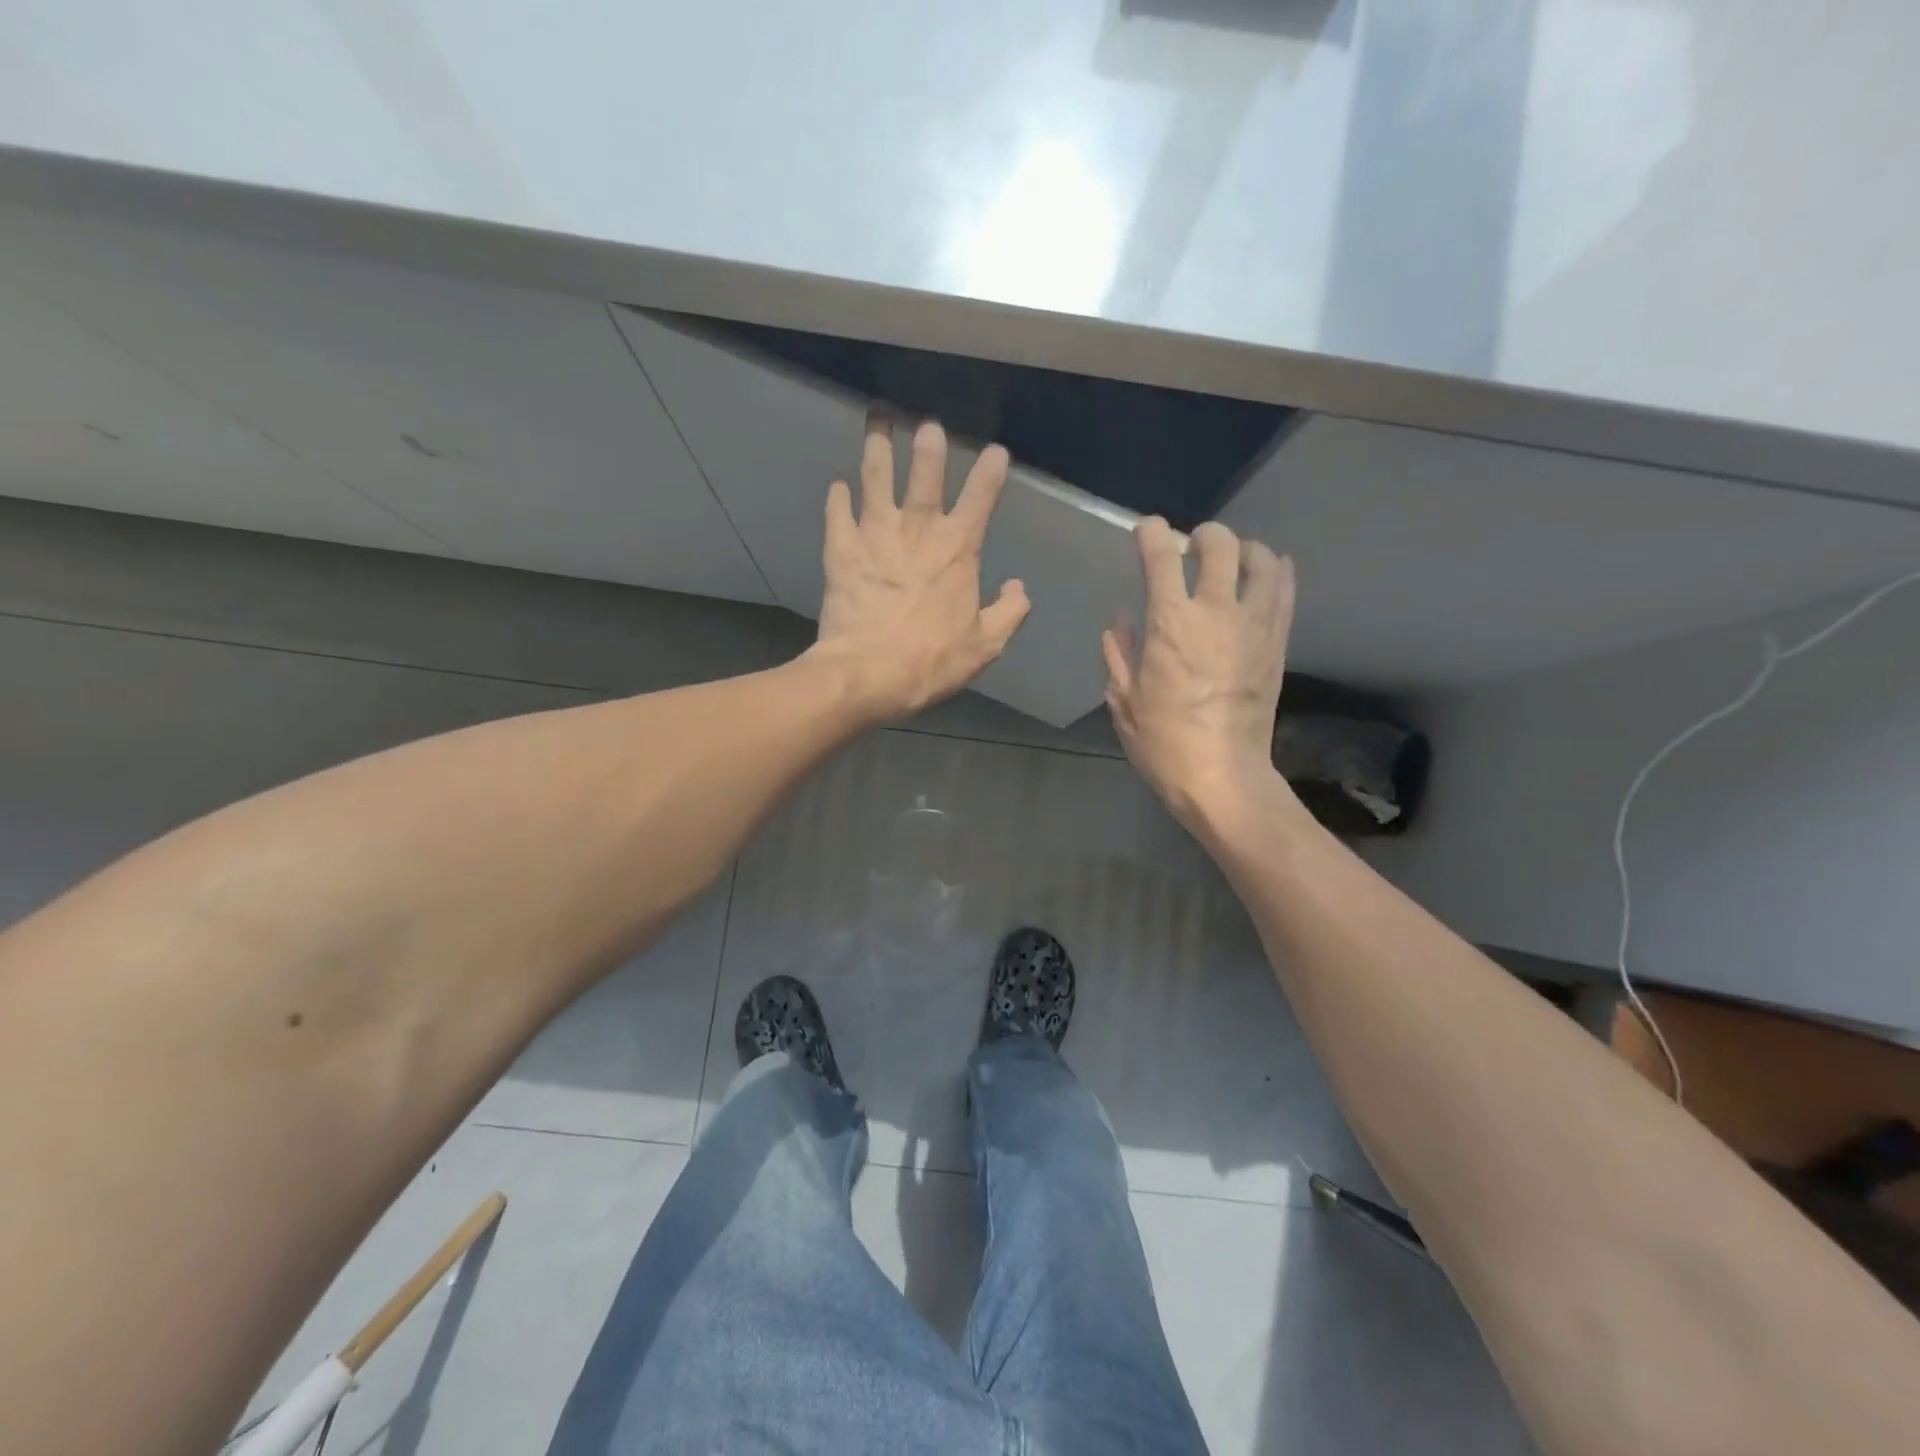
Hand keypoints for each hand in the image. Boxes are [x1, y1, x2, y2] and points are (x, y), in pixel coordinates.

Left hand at [811, 418, 1030, 720]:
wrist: (867, 673)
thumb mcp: (985, 646)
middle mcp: (917, 529)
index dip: (991, 471)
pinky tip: (839, 485)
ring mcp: (875, 534)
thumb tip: (1018, 587)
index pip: (981, 498)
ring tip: (877, 424)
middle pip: (924, 473)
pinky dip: (838, 496)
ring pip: (876, 478)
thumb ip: (1009, 612)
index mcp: (957, 549)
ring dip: (878, 449)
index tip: (996, 452)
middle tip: (926, 424)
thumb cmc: (931, 661)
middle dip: (928, 444)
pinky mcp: (841, 549)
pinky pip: (838, 512)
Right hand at [1103, 518, 1294, 828]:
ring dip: (1244, 549)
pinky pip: (1285, 591)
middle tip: (1192, 547)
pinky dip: (1275, 572)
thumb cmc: (1163, 741)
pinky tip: (1264, 574)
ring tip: (1232, 560)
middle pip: (1220, 545)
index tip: (1145, 531)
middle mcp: (1216, 612)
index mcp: (1170, 623)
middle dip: (1203, 535)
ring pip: (1262, 560)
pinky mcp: (1278, 643)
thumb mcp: (1123, 699)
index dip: (1151, 534)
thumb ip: (1119, 652)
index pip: (1162, 556)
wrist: (1222, 775)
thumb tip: (1122, 620)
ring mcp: (1255, 625)